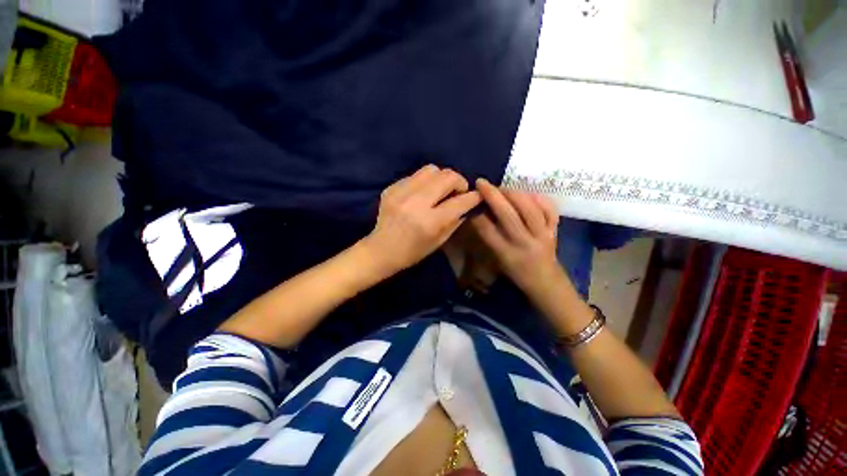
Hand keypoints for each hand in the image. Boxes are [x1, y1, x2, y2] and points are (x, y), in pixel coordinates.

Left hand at [362, 165, 481, 275]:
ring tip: (441, 189)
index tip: (477, 195)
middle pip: (447, 176)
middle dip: (459, 181)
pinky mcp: (391, 188)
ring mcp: (401, 192)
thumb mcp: (438, 242)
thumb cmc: (412, 252)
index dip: (473, 197)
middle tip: (458, 191)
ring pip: (431, 169)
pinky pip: (415, 175)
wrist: (381, 250)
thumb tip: (466, 204)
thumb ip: (455, 221)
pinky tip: (423, 193)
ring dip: (442, 177)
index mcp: (429, 222)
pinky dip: (425, 182)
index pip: (459, 202)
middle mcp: (416, 203)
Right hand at [471, 178, 562, 297]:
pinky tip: (529, 193)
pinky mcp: (554, 231)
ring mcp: (543, 236)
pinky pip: (550, 211)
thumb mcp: (498, 260)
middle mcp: (524, 243)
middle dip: (493, 196)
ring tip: (502, 187)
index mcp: (507, 254)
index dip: (477, 214)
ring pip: (529, 209)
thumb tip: (480, 214)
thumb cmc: (517, 273)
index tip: (471, 201)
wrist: (546, 282)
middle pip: (508, 215)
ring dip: (513, 194)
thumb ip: (489, 238)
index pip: (488, 230)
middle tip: (481, 183)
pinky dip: (540, 199)